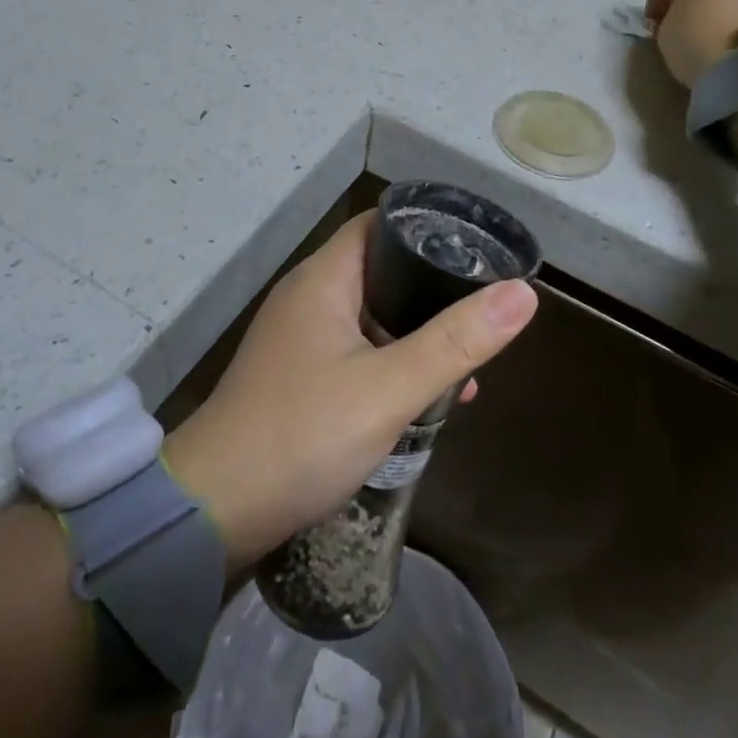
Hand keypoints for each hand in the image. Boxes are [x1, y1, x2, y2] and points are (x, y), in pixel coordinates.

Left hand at [161, 213, 536, 567]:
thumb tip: (523, 294)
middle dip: (431, 290)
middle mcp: (308, 298)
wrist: (214, 511)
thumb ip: (456, 341)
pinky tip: (424, 400)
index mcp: (323, 279)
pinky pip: (355, 353)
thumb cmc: (303, 434)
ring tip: (466, 362)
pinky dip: (390, 364)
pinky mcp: (297, 378)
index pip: (379, 226)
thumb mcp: (389, 388)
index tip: (475, 248)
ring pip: (370, 318)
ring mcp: (299, 340)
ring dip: (415, 335)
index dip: (426, 228)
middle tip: (480, 308)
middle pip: (380, 272)